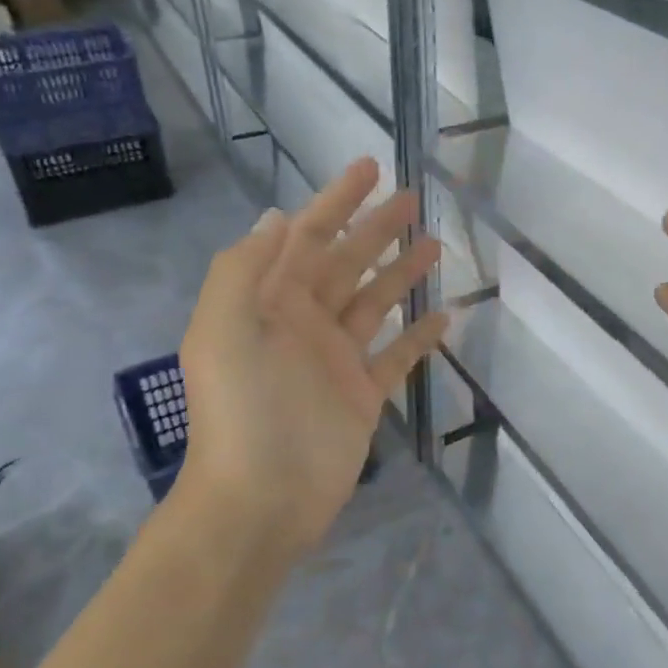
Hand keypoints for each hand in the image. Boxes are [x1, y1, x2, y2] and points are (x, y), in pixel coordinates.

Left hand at [177, 157, 448, 559]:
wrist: (259, 499)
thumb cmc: (242, 410)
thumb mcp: (222, 328)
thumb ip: (245, 268)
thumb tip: (279, 217)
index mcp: (270, 301)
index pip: (309, 236)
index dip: (337, 199)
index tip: (371, 168)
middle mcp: (304, 322)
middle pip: (348, 261)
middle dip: (377, 227)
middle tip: (414, 197)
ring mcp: (336, 360)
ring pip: (376, 302)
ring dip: (402, 272)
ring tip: (436, 245)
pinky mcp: (363, 396)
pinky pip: (396, 356)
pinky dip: (418, 336)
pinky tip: (445, 314)